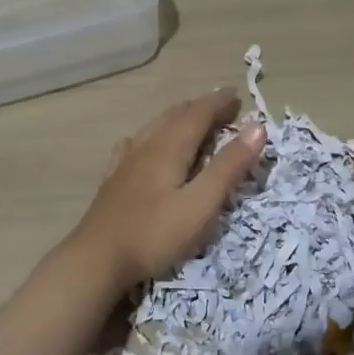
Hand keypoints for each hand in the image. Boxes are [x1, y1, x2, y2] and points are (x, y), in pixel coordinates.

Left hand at [67, 91, 267, 293]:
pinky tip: (140, 143)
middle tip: (222, 107)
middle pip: (176, 116)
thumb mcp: (201, 204)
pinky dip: (150, 137)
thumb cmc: (155, 233)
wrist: (96, 260)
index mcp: (170, 147)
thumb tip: (257, 127)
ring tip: (190, 119)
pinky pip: (133, 145)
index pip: (198, 114)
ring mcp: (125, 163)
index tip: (237, 94)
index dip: (219, 103)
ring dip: (177, 118)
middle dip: (201, 107)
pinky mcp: (113, 181)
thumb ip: (229, 166)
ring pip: (154, 127)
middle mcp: (146, 146)